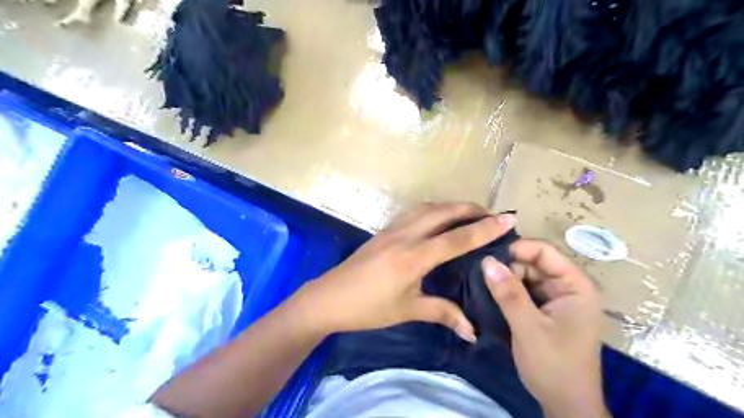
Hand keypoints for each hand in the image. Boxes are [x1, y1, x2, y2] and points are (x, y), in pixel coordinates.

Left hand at [297, 202, 519, 342]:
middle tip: (491, 215)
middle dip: (470, 209)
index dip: (485, 229)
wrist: (328, 298)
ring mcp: (392, 229)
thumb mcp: (407, 310)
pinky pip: (414, 212)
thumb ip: (442, 314)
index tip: (508, 219)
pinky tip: (438, 219)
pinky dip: (433, 210)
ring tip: (469, 214)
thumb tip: (472, 331)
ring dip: (451, 207)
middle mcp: (405, 236)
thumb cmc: (368, 308)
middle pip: (443, 212)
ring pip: (428, 208)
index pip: (457, 238)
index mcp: (414, 257)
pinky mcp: (384, 230)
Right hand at [484, 240, 609, 415]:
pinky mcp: (544, 309)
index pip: (545, 252)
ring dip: (505, 278)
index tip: (487, 256)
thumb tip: (486, 261)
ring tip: (479, 280)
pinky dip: (507, 290)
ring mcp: (555, 298)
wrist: (565, 405)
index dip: (517, 249)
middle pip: (533, 262)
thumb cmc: (554, 366)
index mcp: (575, 286)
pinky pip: (523, 290)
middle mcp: (567, 287)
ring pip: (525, 275)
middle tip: (479, 272)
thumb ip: (509, 293)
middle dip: (507, 265)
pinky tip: (489, 292)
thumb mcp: (529, 328)